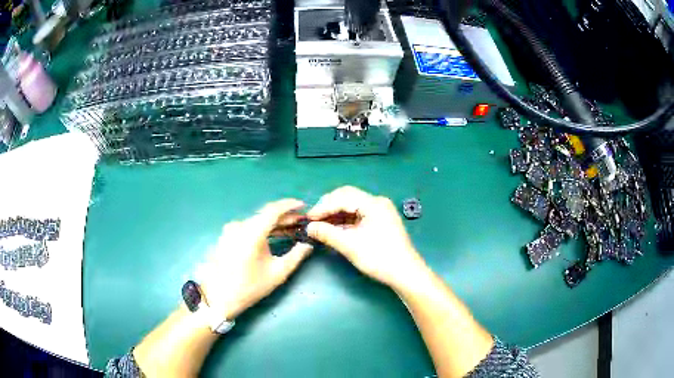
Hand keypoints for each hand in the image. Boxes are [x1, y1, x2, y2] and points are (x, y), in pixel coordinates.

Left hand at [197, 199, 312, 319]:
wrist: (219, 296)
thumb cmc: (250, 286)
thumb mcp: (278, 273)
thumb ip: (296, 256)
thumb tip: (308, 245)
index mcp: (252, 232)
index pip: (273, 209)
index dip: (289, 205)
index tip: (303, 205)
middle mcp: (239, 225)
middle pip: (265, 215)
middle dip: (284, 217)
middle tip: (300, 222)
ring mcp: (230, 230)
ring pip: (256, 221)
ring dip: (274, 224)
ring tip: (290, 229)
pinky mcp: (226, 236)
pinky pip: (248, 227)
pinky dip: (262, 229)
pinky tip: (271, 236)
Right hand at [306, 186, 427, 289]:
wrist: (405, 273)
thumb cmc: (379, 258)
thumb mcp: (350, 246)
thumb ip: (327, 234)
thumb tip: (309, 228)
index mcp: (373, 203)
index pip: (342, 198)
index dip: (323, 207)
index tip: (308, 219)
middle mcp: (377, 203)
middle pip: (347, 197)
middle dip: (328, 207)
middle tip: (313, 219)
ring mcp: (380, 212)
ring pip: (352, 206)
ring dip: (335, 215)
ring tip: (320, 225)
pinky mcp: (379, 222)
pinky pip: (358, 216)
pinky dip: (344, 222)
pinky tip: (333, 229)